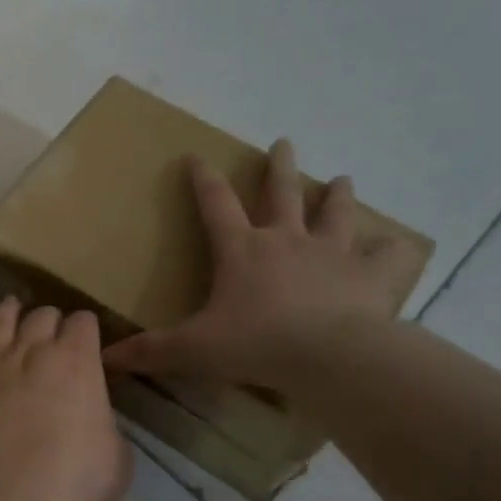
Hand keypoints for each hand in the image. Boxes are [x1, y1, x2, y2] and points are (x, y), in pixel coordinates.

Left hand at [0, 297, 132, 500]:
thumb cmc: (75, 483)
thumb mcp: (116, 454)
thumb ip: (103, 423)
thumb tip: (90, 419)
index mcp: (77, 362)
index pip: (84, 324)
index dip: (86, 330)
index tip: (87, 341)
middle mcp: (32, 352)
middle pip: (42, 316)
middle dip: (50, 321)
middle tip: (52, 335)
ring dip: (7, 313)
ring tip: (11, 308)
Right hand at [103, 140, 407, 390]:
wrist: (329, 357)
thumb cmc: (255, 345)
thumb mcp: (193, 349)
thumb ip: (151, 351)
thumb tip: (105, 357)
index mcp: (242, 250)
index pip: (215, 204)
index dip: (202, 179)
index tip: (195, 155)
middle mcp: (287, 240)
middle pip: (282, 193)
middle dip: (279, 166)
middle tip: (283, 143)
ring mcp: (334, 253)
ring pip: (336, 213)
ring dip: (337, 194)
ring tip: (341, 179)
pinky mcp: (372, 275)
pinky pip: (390, 255)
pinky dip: (393, 249)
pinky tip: (396, 247)